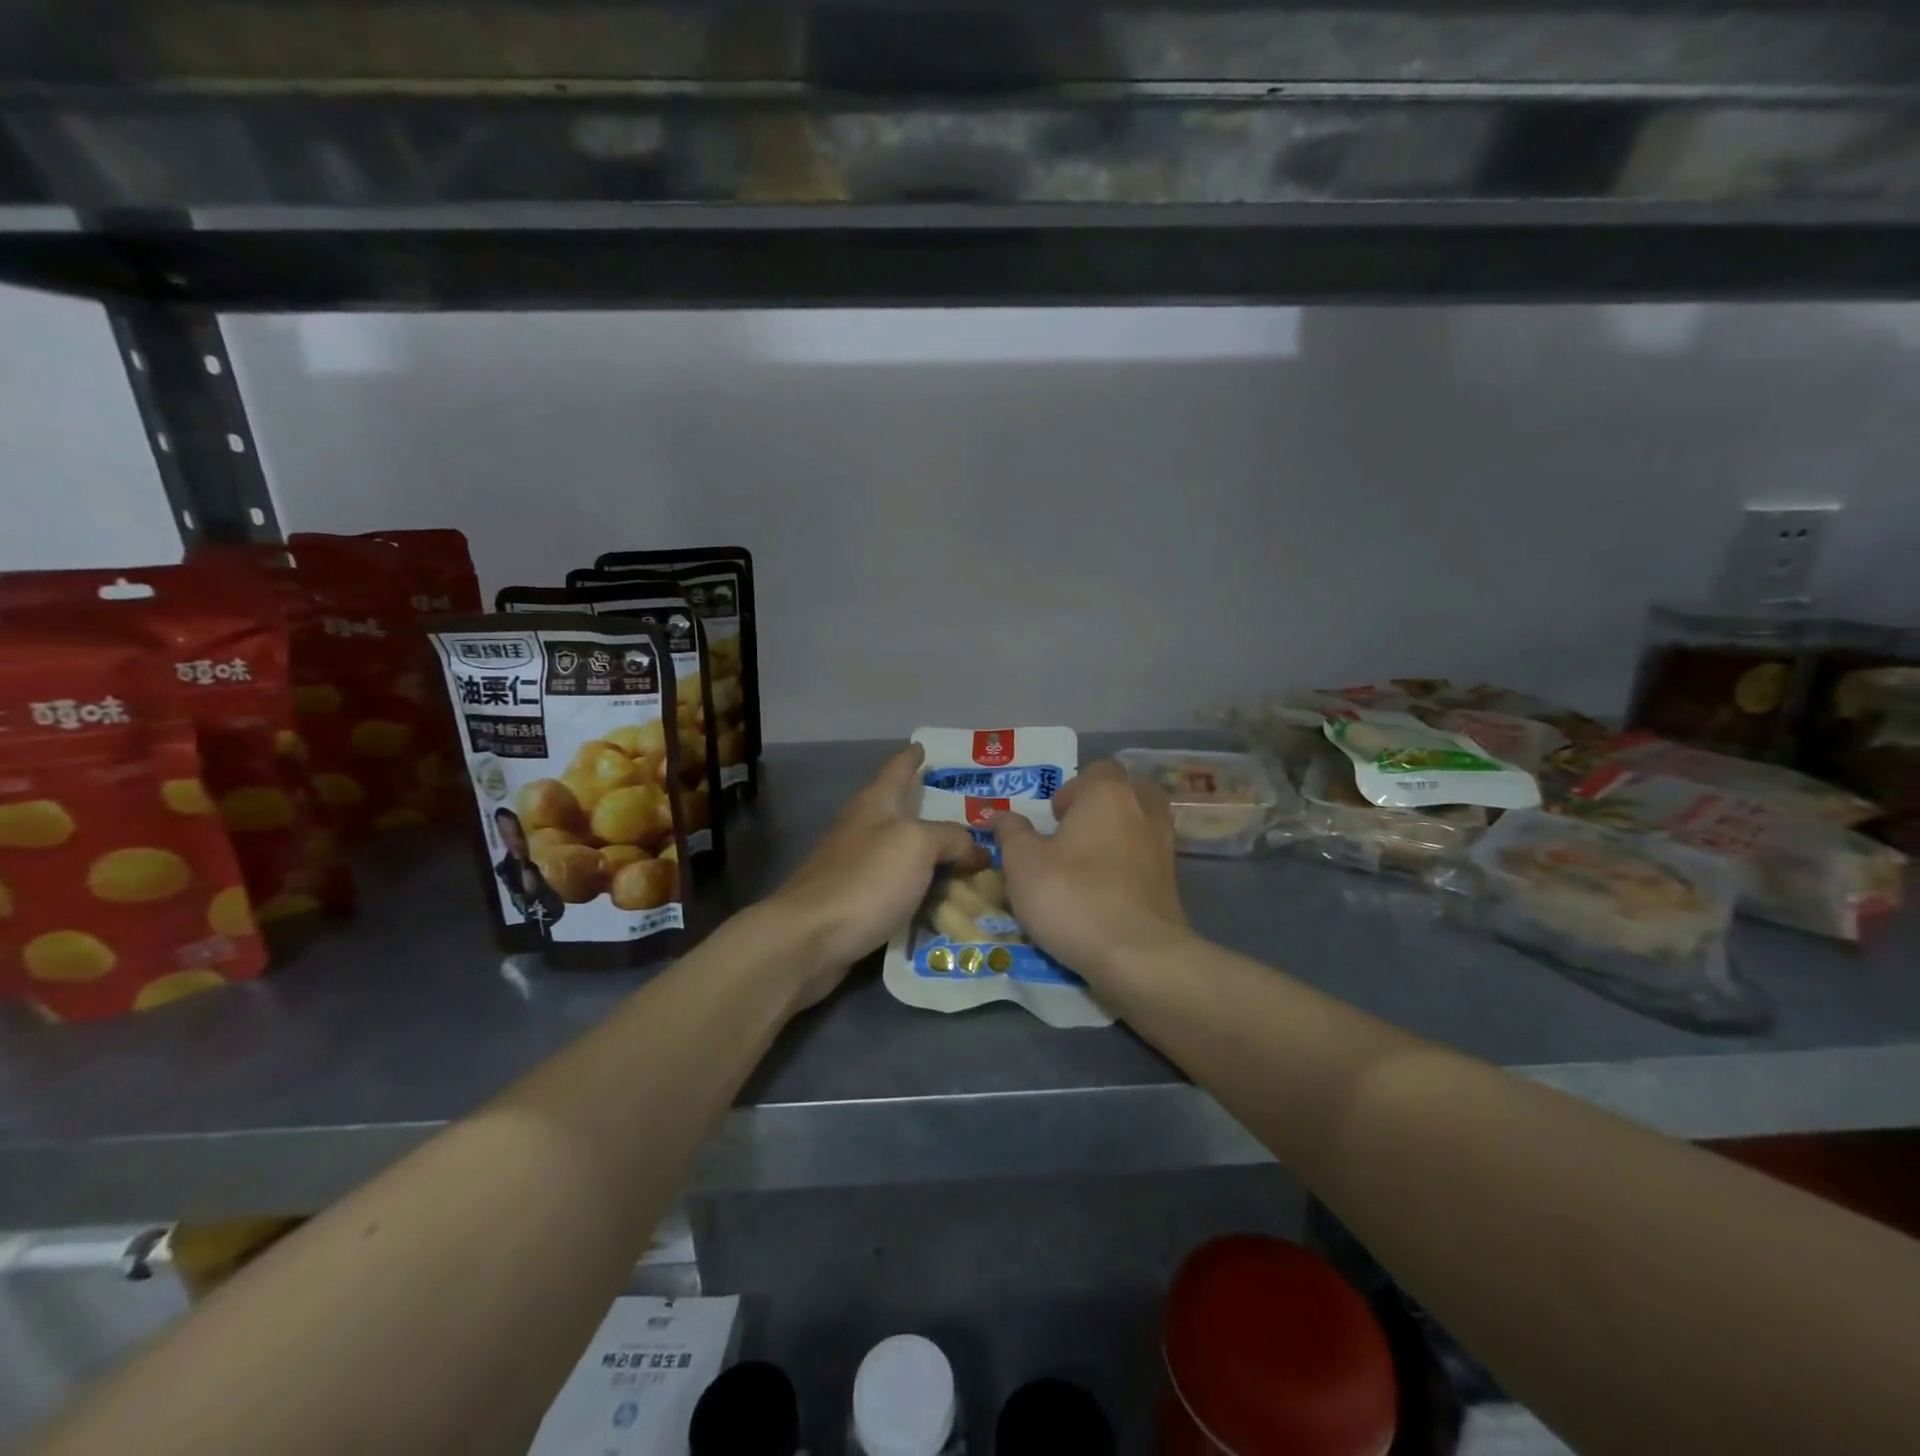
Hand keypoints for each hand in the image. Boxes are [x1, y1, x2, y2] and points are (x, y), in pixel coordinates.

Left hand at [764, 744, 988, 1007]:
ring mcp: (854, 866)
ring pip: (902, 853)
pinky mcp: (854, 902)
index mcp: (875, 804)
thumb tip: (975, 850)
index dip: (912, 756)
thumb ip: (951, 838)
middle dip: (932, 811)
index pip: (897, 768)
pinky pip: (897, 889)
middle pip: (901, 812)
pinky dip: (920, 891)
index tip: (925, 746)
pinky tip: (942, 902)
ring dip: (931, 857)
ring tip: (969, 864)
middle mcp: (862, 828)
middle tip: (975, 818)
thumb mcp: (917, 845)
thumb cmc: (865, 879)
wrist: (808, 938)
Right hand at [992, 760, 1191, 979]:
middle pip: (1128, 790)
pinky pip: (1149, 858)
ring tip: (1091, 861)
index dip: (1072, 790)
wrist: (1137, 955)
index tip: (1053, 819)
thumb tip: (1000, 815)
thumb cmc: (1072, 896)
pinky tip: (1109, 888)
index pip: (1096, 770)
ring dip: (1120, 833)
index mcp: (1108, 793)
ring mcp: (1164, 846)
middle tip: (1075, 833)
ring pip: (1142, 823)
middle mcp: (1143, 810)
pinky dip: (1132, 864)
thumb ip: (1011, 833)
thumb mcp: (1023, 864)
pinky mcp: (1173, 882)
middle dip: (1103, 805)